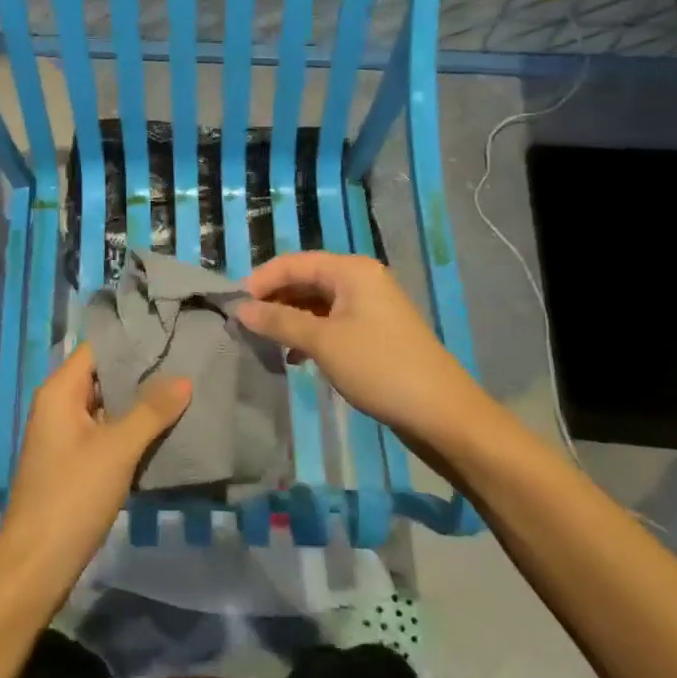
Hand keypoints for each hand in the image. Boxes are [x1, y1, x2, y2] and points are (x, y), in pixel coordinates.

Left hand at [0, 343, 189, 612]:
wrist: (36, 564)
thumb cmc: (72, 496)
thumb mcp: (117, 450)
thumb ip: (151, 411)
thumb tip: (184, 377)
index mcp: (60, 390)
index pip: (97, 347)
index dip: (130, 339)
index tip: (169, 332)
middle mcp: (58, 404)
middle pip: (102, 374)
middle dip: (140, 370)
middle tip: (185, 359)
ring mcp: (64, 433)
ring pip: (106, 404)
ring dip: (137, 400)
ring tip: (182, 388)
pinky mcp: (73, 459)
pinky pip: (105, 430)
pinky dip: (130, 426)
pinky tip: (163, 428)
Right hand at [236, 252, 490, 450]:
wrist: (443, 414)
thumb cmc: (380, 368)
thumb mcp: (322, 342)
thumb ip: (279, 321)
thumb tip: (241, 309)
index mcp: (351, 270)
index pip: (293, 262)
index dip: (260, 280)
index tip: (233, 306)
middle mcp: (360, 279)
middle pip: (305, 279)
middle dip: (273, 299)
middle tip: (245, 325)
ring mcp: (370, 306)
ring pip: (316, 302)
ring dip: (289, 318)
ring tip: (264, 341)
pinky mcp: (374, 332)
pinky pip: (331, 322)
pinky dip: (309, 333)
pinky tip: (294, 356)